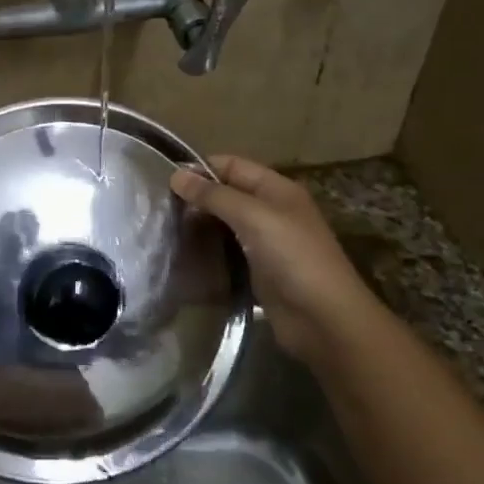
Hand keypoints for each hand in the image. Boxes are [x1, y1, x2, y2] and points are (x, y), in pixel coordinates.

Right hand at [169, 156, 378, 366]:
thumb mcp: (254, 216)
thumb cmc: (292, 257)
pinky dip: (207, 249)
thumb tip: (176, 175)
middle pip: (227, 194)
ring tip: (164, 228)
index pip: (233, 166)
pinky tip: (183, 254)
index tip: (164, 180)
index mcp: (277, 189)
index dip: (201, 168)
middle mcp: (271, 211)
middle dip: (197, 198)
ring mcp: (265, 242)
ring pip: (225, 223)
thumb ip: (215, 196)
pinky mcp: (257, 270)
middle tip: (159, 208)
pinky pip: (227, 250)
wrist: (323, 318)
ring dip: (199, 224)